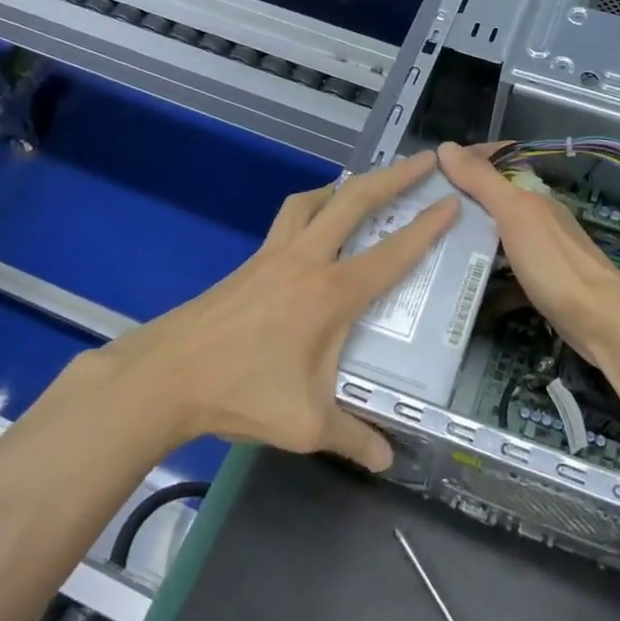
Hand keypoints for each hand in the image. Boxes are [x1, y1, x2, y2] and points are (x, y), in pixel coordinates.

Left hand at [79, 150, 458, 470]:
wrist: (167, 375)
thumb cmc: (242, 393)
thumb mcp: (306, 425)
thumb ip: (353, 438)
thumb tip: (386, 460)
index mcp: (331, 294)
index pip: (392, 253)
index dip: (427, 226)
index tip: (452, 200)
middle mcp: (306, 261)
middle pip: (355, 201)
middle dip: (395, 176)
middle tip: (425, 160)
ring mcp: (272, 256)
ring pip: (313, 200)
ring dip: (344, 187)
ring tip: (364, 188)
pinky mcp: (249, 263)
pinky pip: (287, 219)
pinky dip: (311, 209)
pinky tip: (312, 229)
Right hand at [437, 141, 619, 364]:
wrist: (600, 322)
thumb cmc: (554, 263)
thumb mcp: (515, 215)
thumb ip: (482, 182)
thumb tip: (446, 147)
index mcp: (533, 196)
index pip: (498, 161)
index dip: (467, 159)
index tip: (430, 170)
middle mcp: (538, 218)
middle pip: (494, 199)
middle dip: (460, 200)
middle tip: (420, 209)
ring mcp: (541, 251)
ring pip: (498, 234)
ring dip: (469, 236)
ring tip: (431, 243)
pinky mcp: (540, 283)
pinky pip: (505, 271)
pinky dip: (485, 275)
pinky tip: (462, 285)